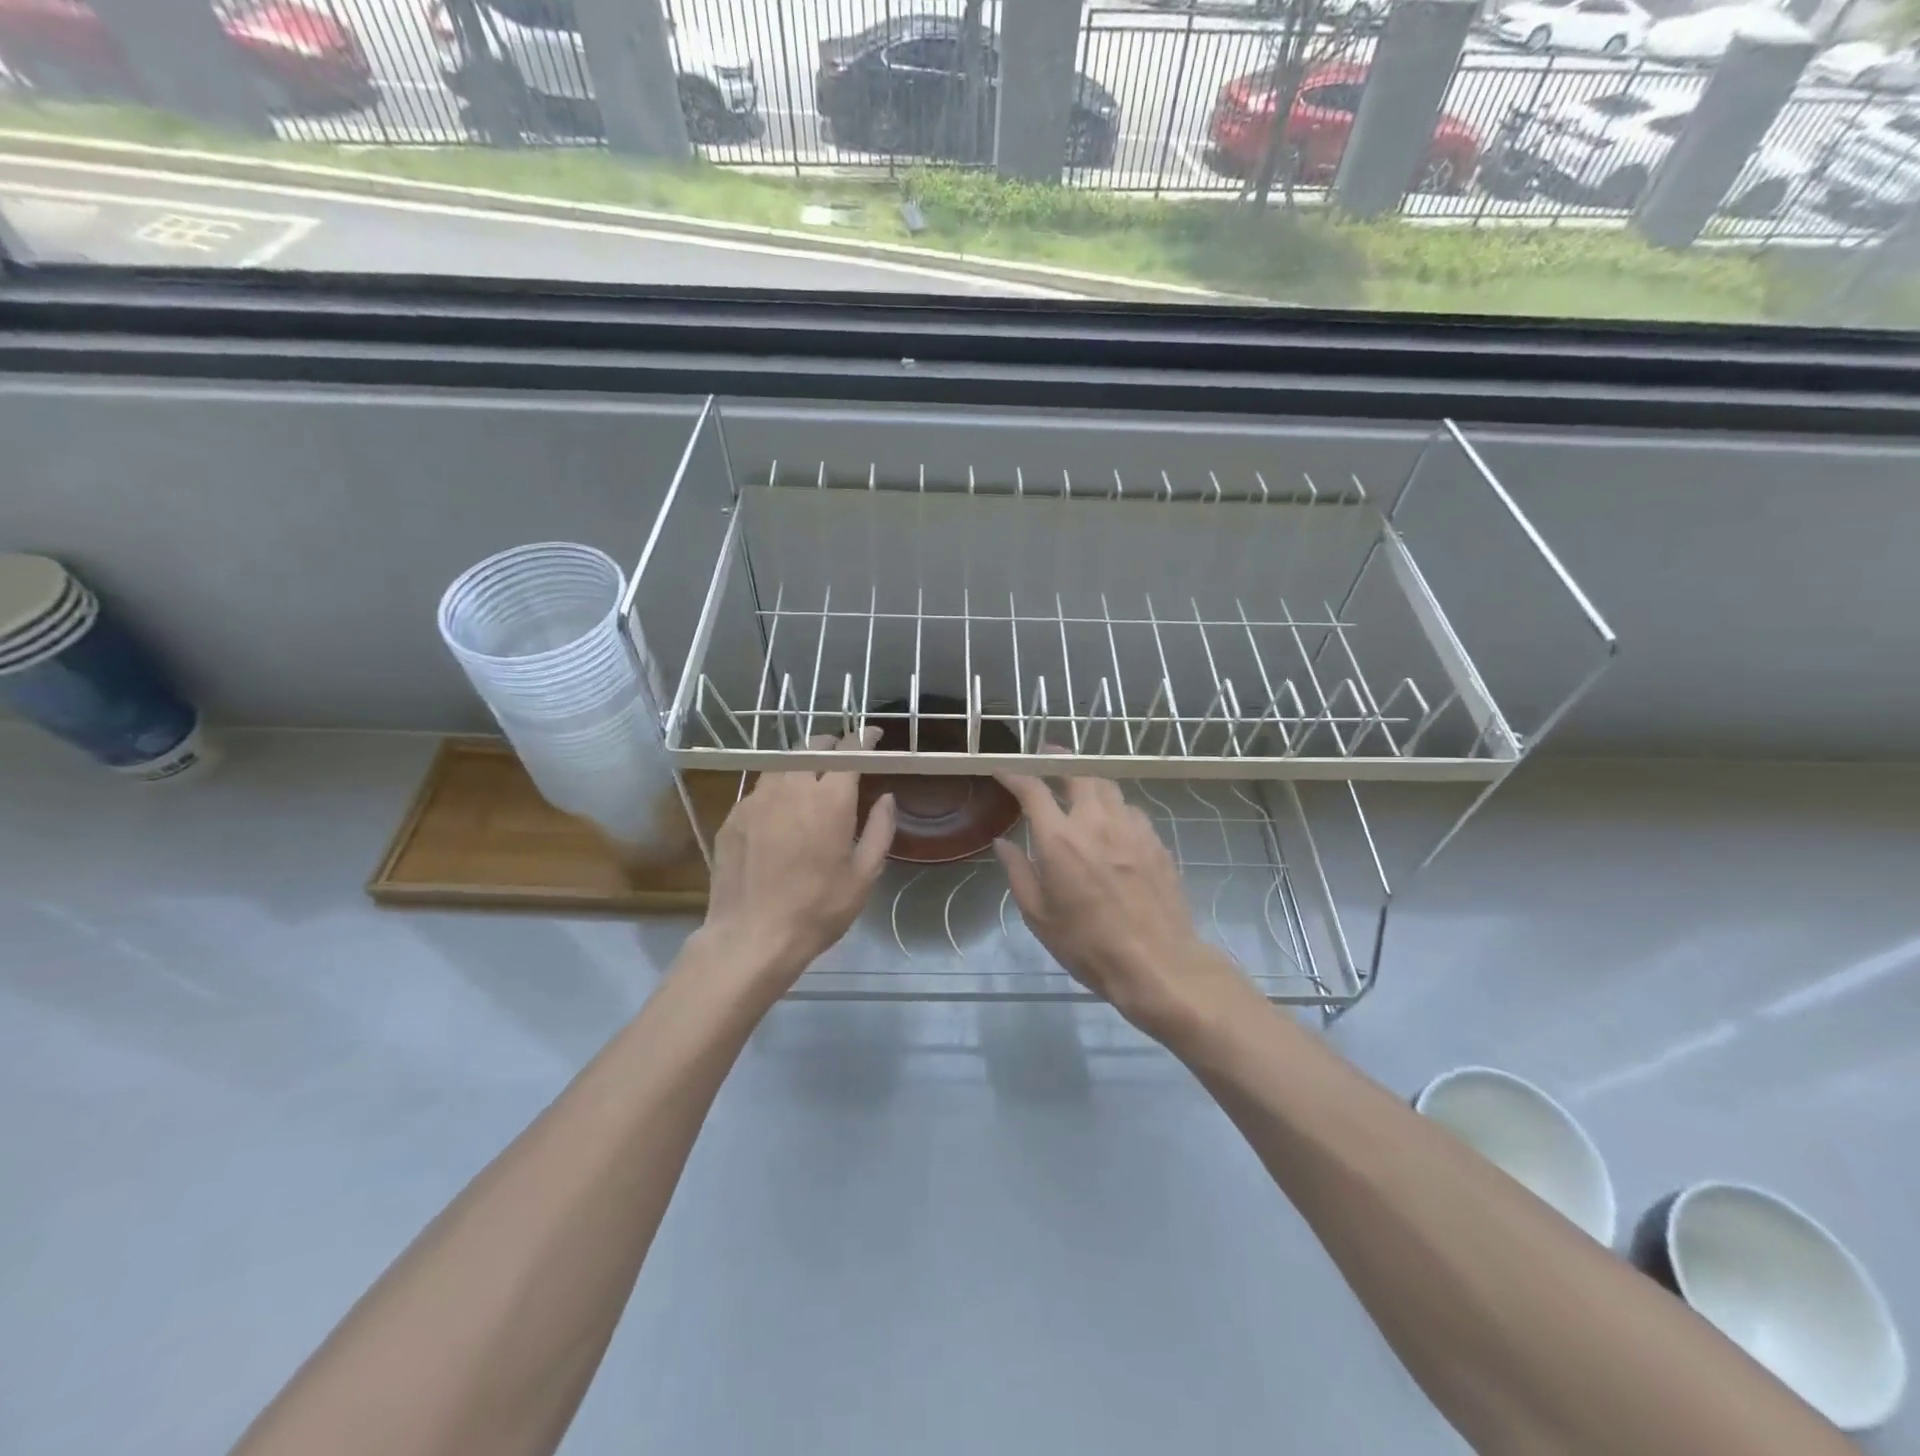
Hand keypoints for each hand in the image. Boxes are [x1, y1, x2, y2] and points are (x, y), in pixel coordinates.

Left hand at [698, 729, 895, 999]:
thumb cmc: (818, 909)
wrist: (751, 937)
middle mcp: (792, 787)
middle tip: (843, 755)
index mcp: (830, 799)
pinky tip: (782, 810)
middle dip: (832, 743)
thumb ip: (880, 829)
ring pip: (783, 764)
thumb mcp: (864, 875)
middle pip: (813, 746)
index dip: (864, 738)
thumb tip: (887, 797)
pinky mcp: (734, 816)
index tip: (874, 735)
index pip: (850, 751)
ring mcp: (758, 799)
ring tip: (812, 777)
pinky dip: (778, 788)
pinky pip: (761, 788)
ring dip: (802, 762)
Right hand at [993, 769, 1250, 1039]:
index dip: (1015, 774)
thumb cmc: (1087, 944)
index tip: (1004, 771)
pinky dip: (1114, 806)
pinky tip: (1111, 821)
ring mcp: (1131, 828)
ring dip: (1088, 780)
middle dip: (1058, 759)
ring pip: (1108, 786)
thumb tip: (1004, 842)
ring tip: (1079, 785)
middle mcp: (1095, 821)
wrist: (1156, 963)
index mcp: (1059, 839)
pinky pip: (1130, 810)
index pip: (1033, 789)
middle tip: (1047, 757)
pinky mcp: (1155, 841)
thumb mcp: (1038, 915)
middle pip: (1077, 773)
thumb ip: (1018, 871)